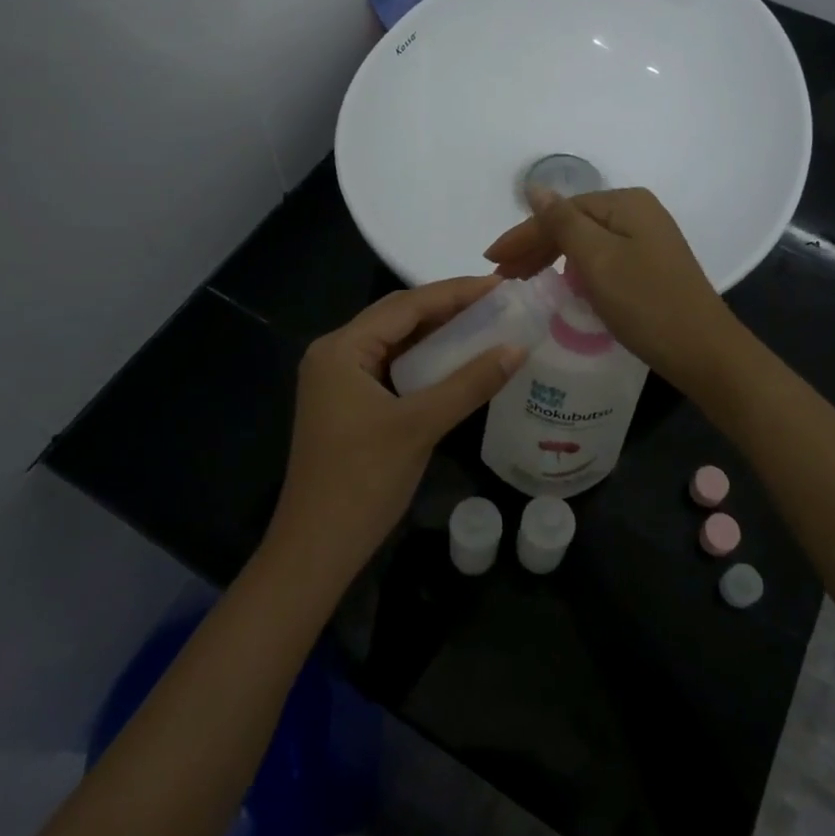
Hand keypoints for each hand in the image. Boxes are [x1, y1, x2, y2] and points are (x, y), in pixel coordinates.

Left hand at [268, 278, 524, 580]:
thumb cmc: (362, 481)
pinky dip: (423, 360)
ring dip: (437, 333)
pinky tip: (455, 360)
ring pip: (395, 341)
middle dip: (447, 307)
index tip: (500, 285)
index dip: (455, 292)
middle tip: (497, 301)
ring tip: (485, 322)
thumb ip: (470, 383)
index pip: (405, 305)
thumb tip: (518, 347)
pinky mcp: (347, 402)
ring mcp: (338, 378)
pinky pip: (391, 366)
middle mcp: (335, 353)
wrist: (316, 550)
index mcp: (342, 348)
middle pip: (398, 317)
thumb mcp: (421, 426)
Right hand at [483, 187, 740, 392]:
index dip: (523, 234)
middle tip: (502, 274)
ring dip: (552, 258)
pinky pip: (602, 259)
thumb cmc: (645, 303)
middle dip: (535, 247)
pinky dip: (576, 270)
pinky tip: (562, 284)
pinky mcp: (651, 266)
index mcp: (626, 203)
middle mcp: (638, 212)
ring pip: (586, 243)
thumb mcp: (597, 259)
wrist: (704, 351)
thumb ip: (562, 222)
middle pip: (574, 224)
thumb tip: (535, 186)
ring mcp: (648, 240)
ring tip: (523, 280)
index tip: (491, 260)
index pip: (561, 212)